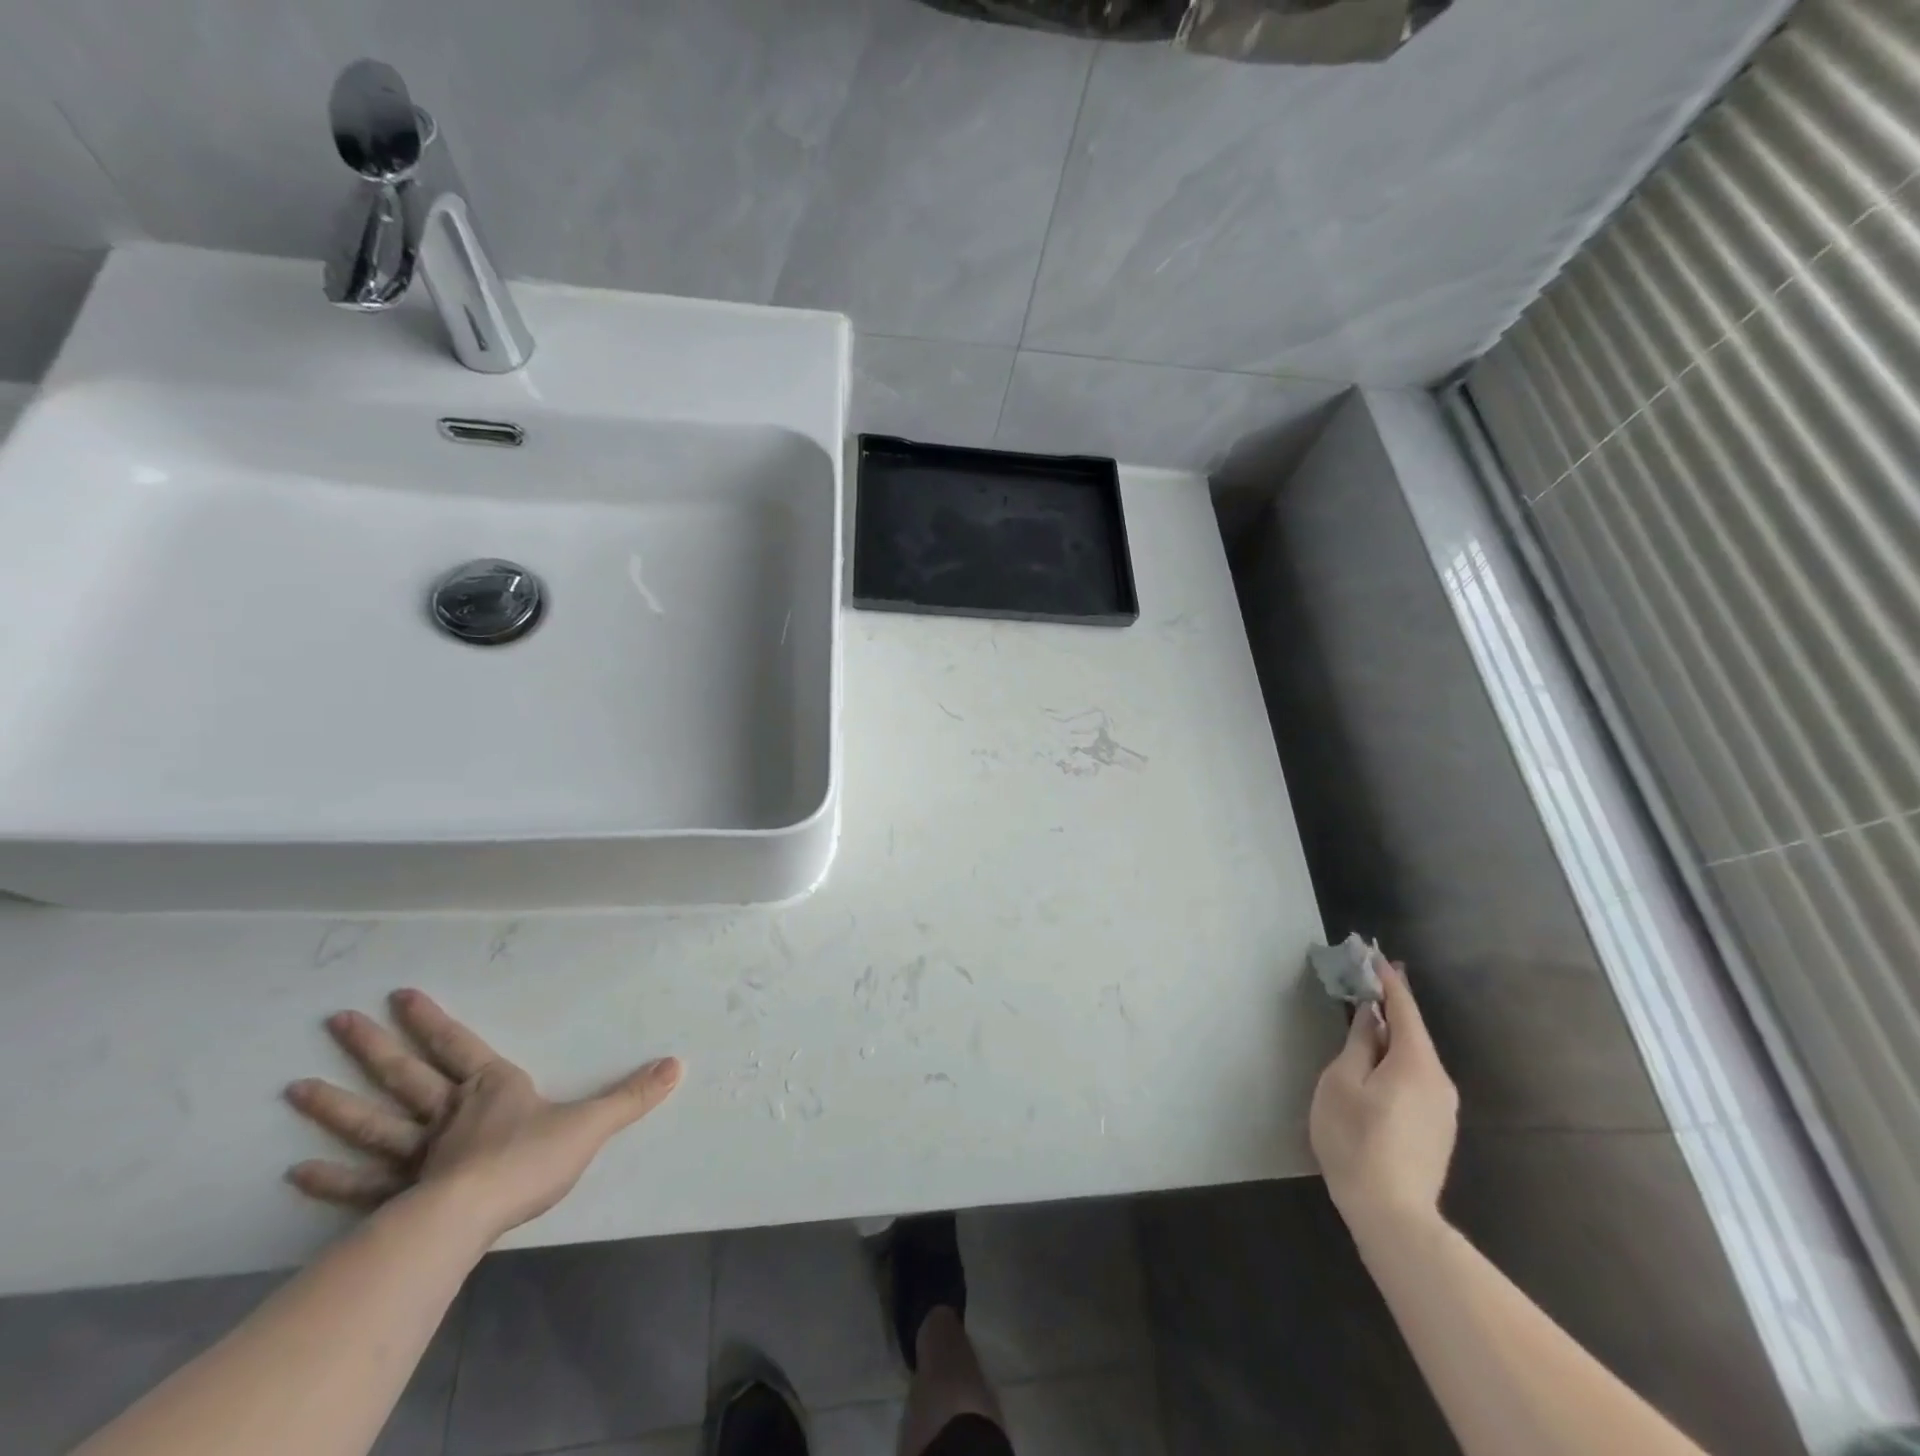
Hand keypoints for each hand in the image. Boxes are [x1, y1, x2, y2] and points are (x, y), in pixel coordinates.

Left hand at [285, 989, 681, 1243]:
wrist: (472, 1218)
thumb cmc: (530, 1160)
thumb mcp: (592, 1123)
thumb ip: (632, 1095)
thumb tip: (678, 1064)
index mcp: (490, 1088)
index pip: (458, 1044)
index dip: (431, 1020)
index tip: (399, 994)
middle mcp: (447, 1113)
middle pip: (405, 1074)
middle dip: (373, 1046)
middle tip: (335, 1020)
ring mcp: (416, 1155)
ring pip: (373, 1122)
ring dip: (335, 1105)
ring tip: (296, 1086)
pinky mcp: (397, 1197)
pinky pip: (360, 1184)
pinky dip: (329, 1178)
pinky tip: (297, 1171)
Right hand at [1309, 962, 1458, 1234]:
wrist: (1393, 1215)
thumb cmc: (1357, 1139)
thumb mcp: (1342, 1083)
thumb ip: (1358, 1044)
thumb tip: (1369, 1017)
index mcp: (1416, 1063)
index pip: (1403, 1008)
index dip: (1388, 979)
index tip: (1374, 953)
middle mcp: (1439, 1080)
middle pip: (1412, 1032)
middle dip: (1389, 1005)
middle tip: (1364, 981)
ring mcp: (1442, 1108)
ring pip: (1414, 1057)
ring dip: (1390, 1035)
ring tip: (1364, 1019)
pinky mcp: (1436, 1128)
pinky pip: (1416, 1078)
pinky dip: (1396, 1059)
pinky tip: (1375, 1064)